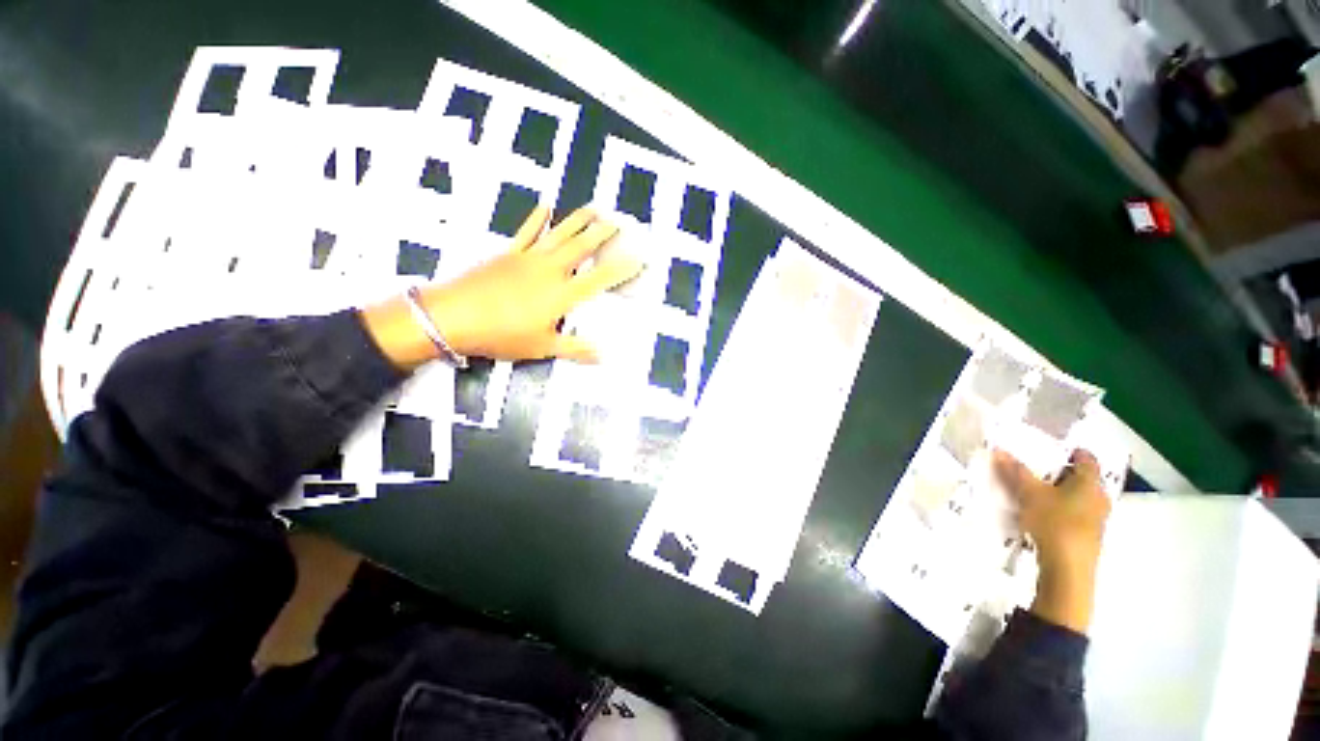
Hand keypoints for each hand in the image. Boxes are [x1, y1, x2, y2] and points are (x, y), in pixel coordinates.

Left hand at [362, 207, 642, 368]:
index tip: (638, 259)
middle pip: (582, 248)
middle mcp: (551, 271)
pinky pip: (526, 232)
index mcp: (562, 294)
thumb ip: (574, 349)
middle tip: (618, 221)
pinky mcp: (508, 253)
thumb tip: (601, 356)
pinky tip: (545, 207)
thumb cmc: (503, 335)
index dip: (621, 270)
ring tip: (593, 208)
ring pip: (559, 235)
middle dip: (602, 235)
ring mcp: (528, 258)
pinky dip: (536, 220)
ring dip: (577, 221)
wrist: (454, 316)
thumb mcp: (542, 348)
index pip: (599, 279)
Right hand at [994, 449, 1112, 633]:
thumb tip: (999, 449)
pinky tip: (1042, 515)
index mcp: (1090, 483)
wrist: (1068, 569)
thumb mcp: (1029, 494)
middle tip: (1037, 469)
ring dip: (1060, 493)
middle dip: (1062, 474)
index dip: (1072, 451)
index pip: (1087, 459)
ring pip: (1079, 498)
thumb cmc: (1054, 523)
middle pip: (1083, 479)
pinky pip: (1075, 514)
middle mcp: (1099, 498)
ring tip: (1035, 492)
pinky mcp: (1089, 536)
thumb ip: (1015, 472)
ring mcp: (1096, 519)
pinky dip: (1061, 509)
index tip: (1053, 449)